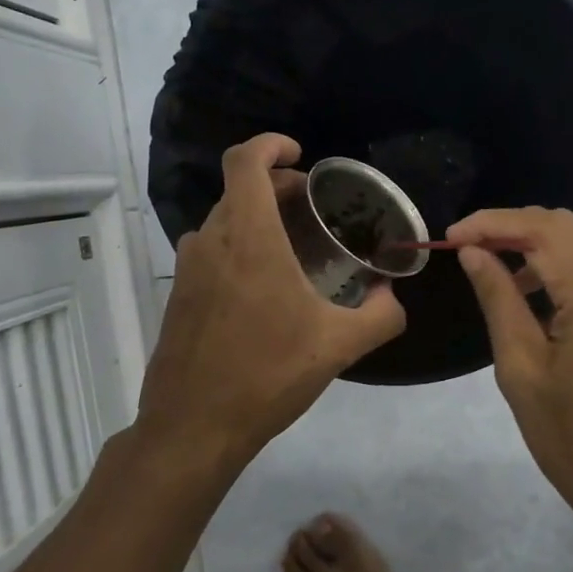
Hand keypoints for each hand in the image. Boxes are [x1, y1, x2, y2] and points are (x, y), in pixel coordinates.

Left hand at [134, 134, 406, 470]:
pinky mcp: (179, 296)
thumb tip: (393, 298)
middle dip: (276, 185)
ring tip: (294, 245)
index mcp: (248, 237)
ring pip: (224, 221)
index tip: (300, 154)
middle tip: (313, 204)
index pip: (244, 160)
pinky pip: (212, 252)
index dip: (270, 144)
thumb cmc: (267, 375)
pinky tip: (266, 287)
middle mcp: (211, 241)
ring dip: (257, 218)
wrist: (193, 427)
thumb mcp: (339, 346)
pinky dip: (239, 247)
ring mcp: (188, 269)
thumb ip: (381, 316)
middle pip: (239, 189)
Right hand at [450, 207, 572, 539]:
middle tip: (478, 254)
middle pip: (572, 227)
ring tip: (517, 283)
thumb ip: (499, 299)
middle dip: (520, 230)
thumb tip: (474, 252)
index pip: (540, 228)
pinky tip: (560, 306)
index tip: (453, 236)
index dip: (492, 223)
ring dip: (554, 249)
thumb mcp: (521, 368)